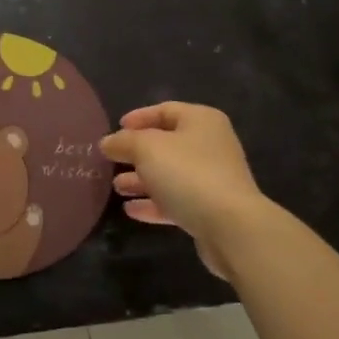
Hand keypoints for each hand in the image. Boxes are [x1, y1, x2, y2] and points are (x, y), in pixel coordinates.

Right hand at [101, 102, 265, 280]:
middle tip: (112, 160)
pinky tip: (131, 210)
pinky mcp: (210, 209)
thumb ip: (124, 142)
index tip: (116, 129)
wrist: (231, 227)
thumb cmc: (188, 174)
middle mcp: (210, 145)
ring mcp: (212, 179)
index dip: (139, 117)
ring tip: (116, 187)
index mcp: (201, 121)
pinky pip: (176, 200)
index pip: (165, 110)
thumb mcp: (147, 148)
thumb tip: (108, 142)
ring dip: (142, 180)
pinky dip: (153, 203)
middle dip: (136, 153)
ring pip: (170, 174)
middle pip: (167, 144)